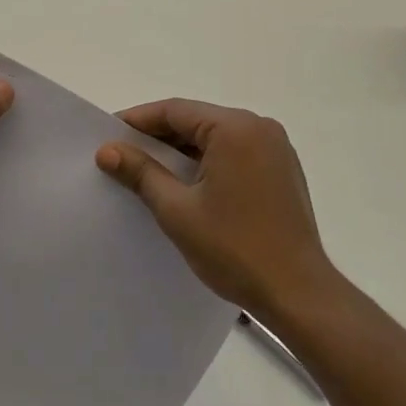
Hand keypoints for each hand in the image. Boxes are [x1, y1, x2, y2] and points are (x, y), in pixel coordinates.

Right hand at [96, 98, 335, 323]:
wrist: (298, 294)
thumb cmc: (234, 249)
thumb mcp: (177, 210)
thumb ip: (141, 173)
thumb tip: (106, 150)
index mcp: (235, 128)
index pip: (175, 111)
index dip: (137, 121)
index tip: (107, 136)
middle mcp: (259, 127)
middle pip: (196, 121)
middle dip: (158, 137)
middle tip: (122, 155)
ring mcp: (276, 148)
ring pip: (215, 138)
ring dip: (182, 152)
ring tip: (147, 172)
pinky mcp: (282, 171)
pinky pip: (235, 154)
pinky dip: (207, 163)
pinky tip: (185, 185)